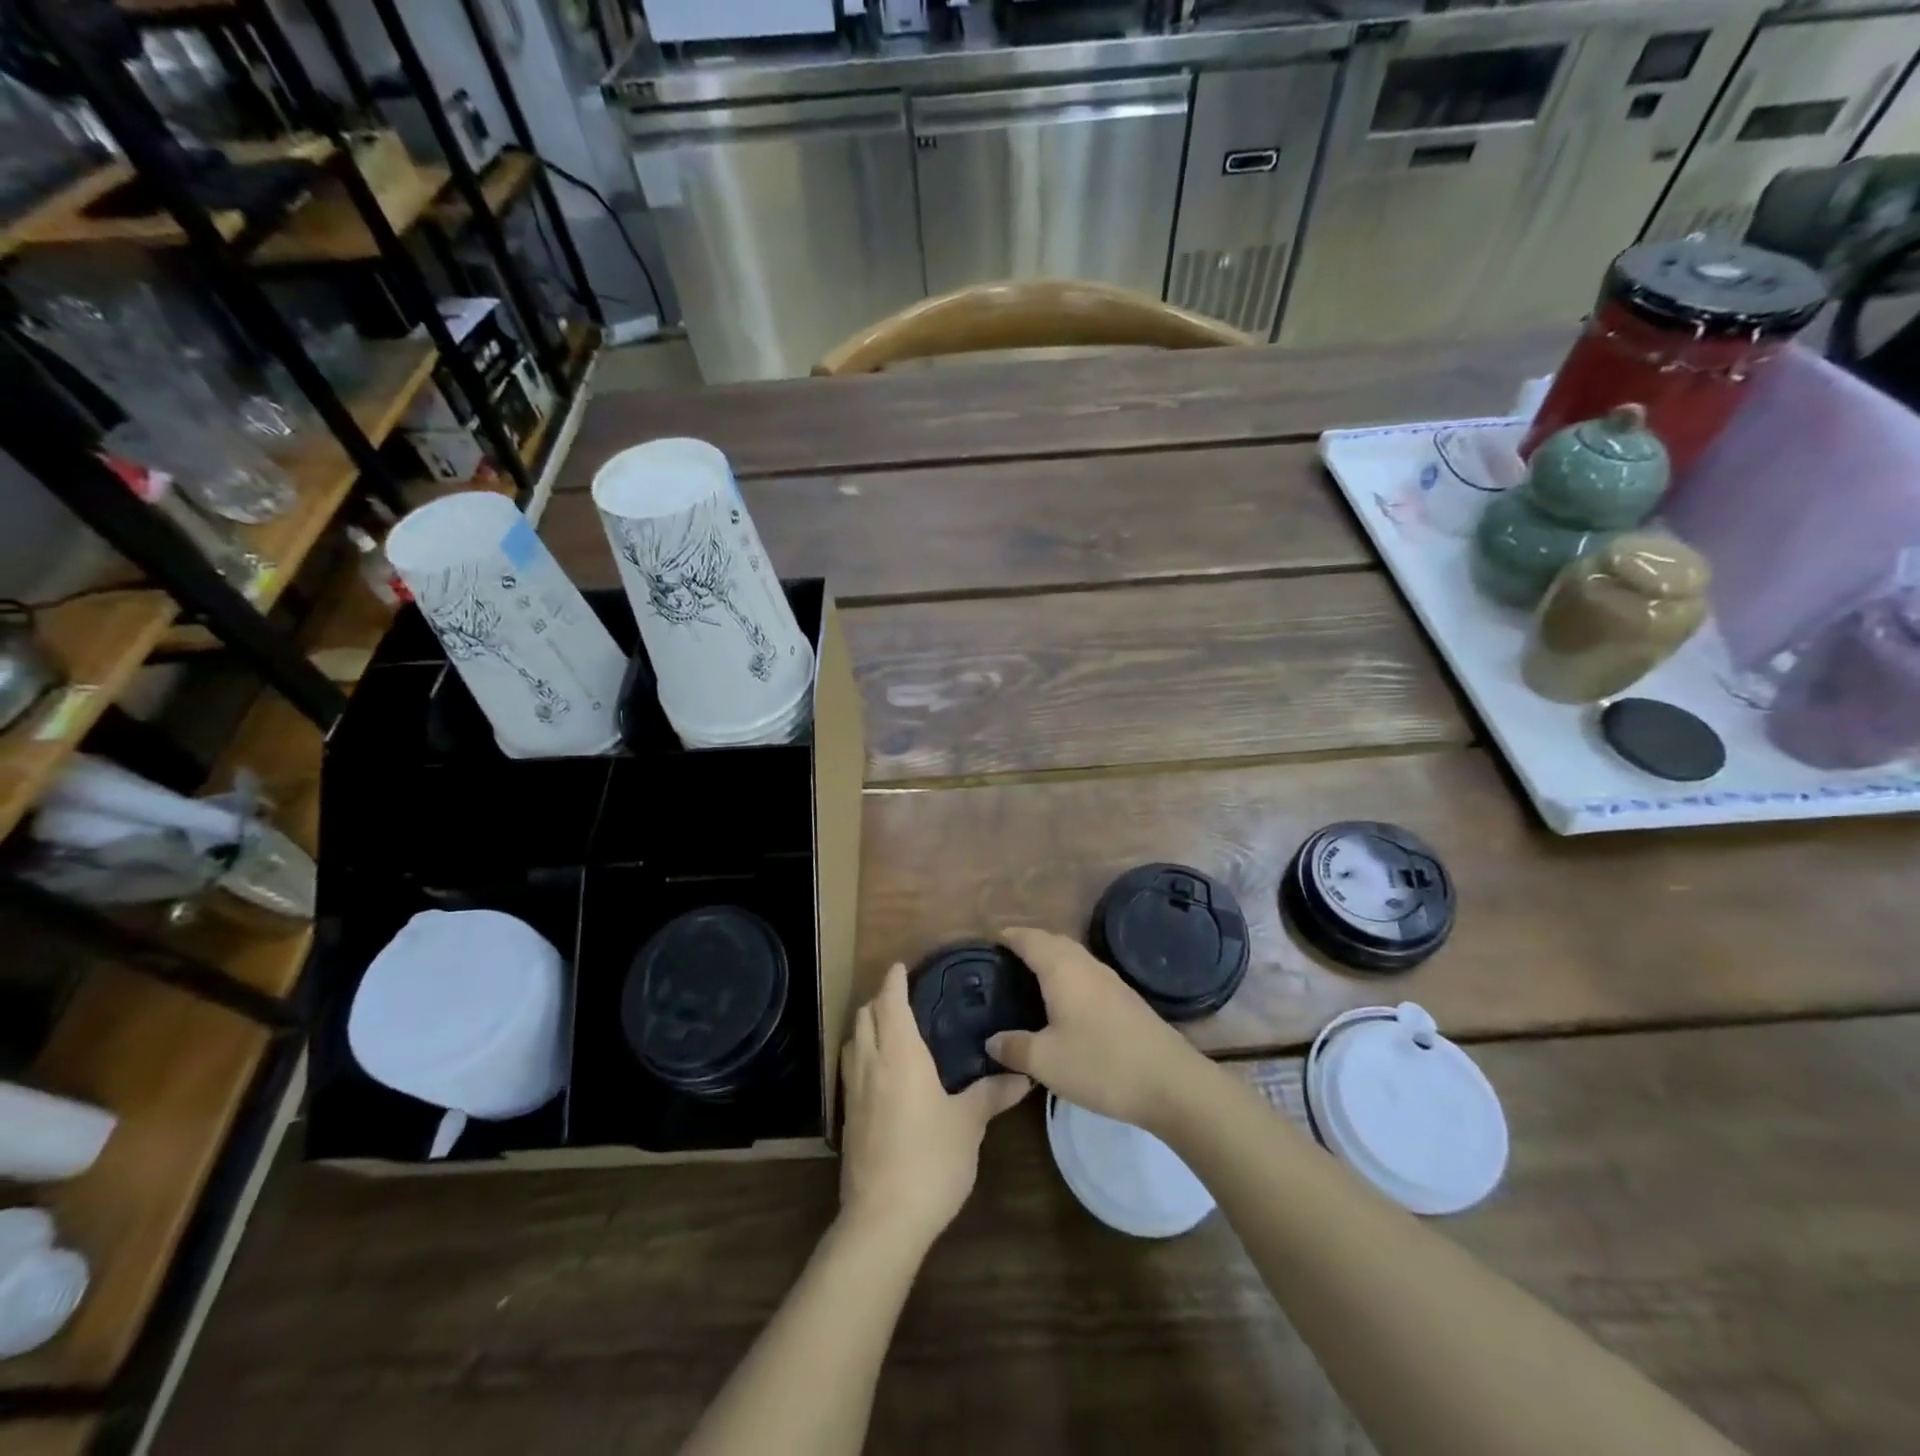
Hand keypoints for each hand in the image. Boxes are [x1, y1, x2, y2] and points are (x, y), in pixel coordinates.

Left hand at [839, 962, 1029, 1248]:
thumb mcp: (969, 1124)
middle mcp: (870, 1063)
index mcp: (899, 1054)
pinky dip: (863, 1055)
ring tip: (891, 1029)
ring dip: (867, 1026)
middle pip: (864, 1016)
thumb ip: (993, 1094)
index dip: (895, 980)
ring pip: (853, 1041)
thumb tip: (1025, 1076)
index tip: (903, 966)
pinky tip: (882, 1073)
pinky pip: (851, 1069)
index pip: (890, 1001)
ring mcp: (853, 1092)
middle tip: (904, 996)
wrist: (883, 1219)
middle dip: (879, 999)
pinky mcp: (848, 1119)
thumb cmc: (930, 1159)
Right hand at [986, 927, 1209, 1132]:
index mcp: (1061, 969)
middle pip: (1052, 941)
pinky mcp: (1125, 998)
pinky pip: (1086, 973)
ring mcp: (1110, 980)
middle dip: (1028, 944)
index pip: (1029, 939)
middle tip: (1003, 961)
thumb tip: (992, 1039)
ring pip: (1072, 956)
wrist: (1171, 1082)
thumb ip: (1014, 1047)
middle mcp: (1086, 964)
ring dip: (1050, 959)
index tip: (988, 941)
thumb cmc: (1100, 1064)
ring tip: (1028, 978)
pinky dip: (1068, 976)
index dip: (1008, 936)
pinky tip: (1064, 1002)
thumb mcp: (1046, 1062)